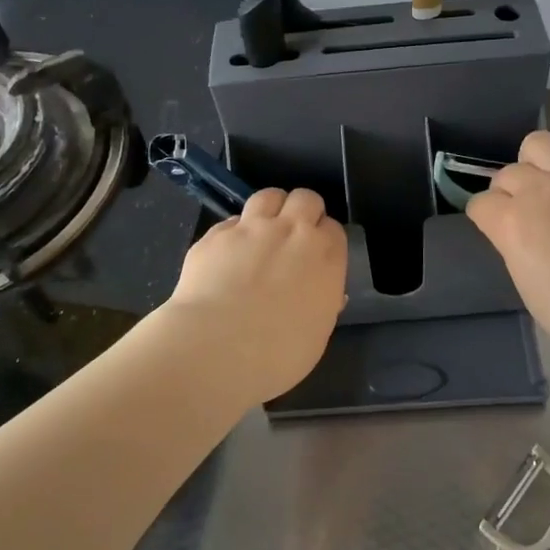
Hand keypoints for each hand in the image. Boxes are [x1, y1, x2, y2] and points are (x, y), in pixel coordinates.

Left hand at [163, 188, 347, 402]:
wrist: (217, 348)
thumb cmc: (278, 354)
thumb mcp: (316, 334)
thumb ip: (322, 304)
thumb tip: (322, 293)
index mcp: (325, 256)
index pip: (333, 229)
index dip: (324, 239)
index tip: (317, 257)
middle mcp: (292, 231)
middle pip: (306, 198)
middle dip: (302, 212)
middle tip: (293, 237)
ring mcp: (251, 228)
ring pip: (269, 196)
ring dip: (270, 209)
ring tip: (262, 233)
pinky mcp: (215, 234)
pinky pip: (232, 221)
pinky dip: (234, 233)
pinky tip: (227, 256)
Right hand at [467, 132, 549, 368]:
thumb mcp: (528, 287)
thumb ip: (515, 248)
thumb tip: (519, 233)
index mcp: (513, 223)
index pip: (481, 204)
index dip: (485, 218)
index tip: (497, 230)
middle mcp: (541, 190)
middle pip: (508, 172)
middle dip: (508, 191)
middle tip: (525, 212)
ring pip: (540, 143)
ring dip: (537, 162)